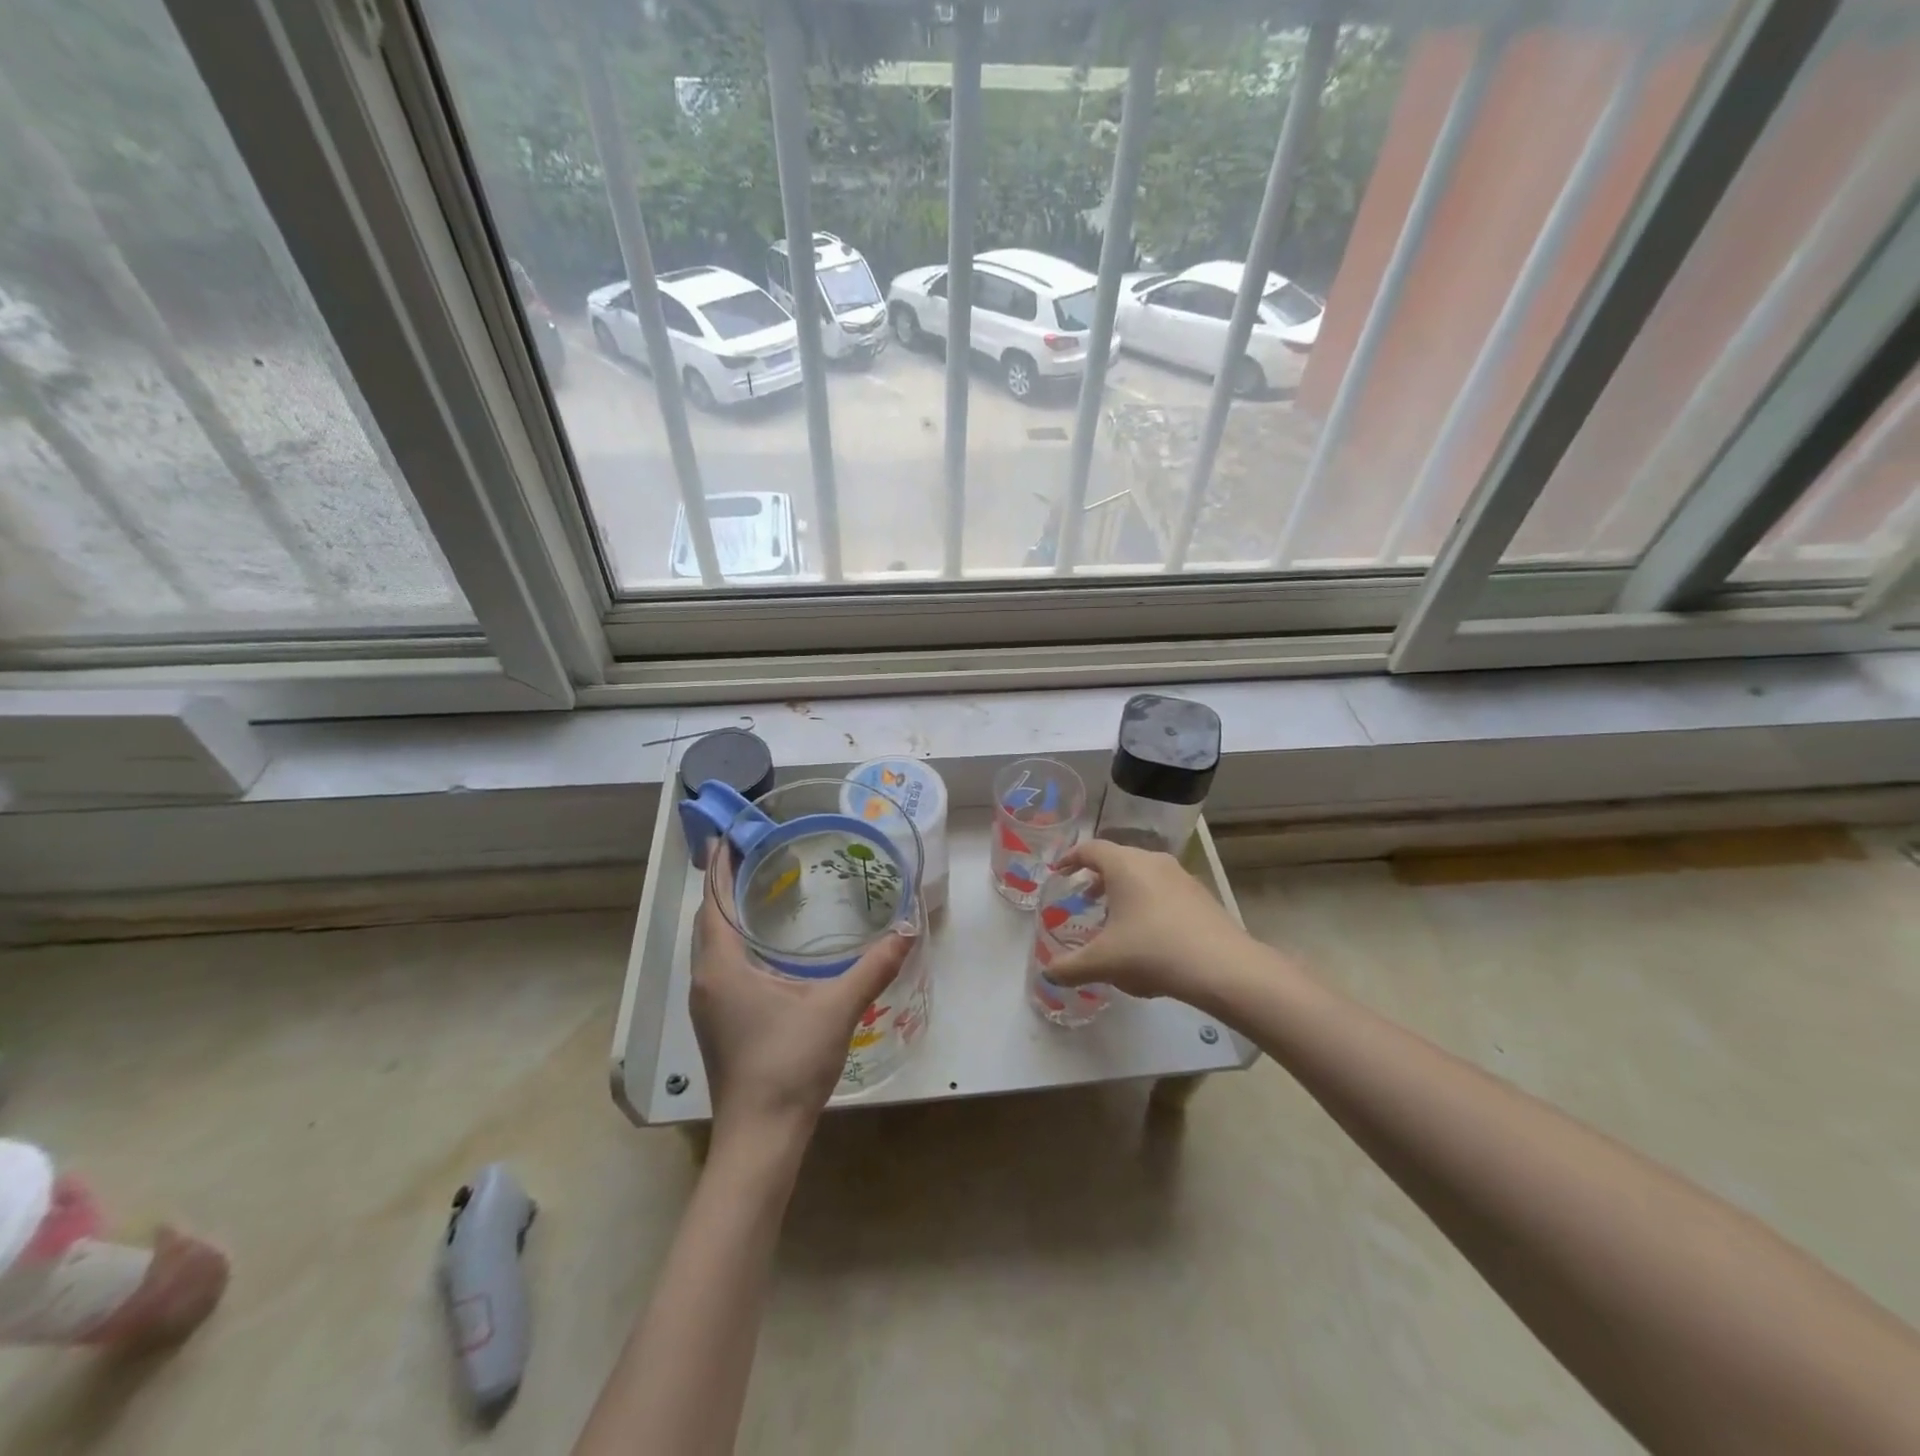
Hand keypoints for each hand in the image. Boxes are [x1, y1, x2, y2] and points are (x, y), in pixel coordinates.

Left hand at [690, 854, 915, 1144]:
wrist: (760, 1138)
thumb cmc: (789, 1064)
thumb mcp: (837, 1009)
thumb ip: (873, 967)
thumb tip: (907, 931)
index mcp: (722, 967)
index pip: (712, 901)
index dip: (717, 865)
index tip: (726, 833)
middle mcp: (706, 981)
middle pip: (708, 920)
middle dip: (723, 885)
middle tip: (753, 854)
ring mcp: (708, 1006)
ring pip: (712, 946)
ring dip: (726, 914)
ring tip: (757, 890)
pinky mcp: (718, 1024)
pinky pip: (720, 966)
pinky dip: (733, 942)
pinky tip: (763, 947)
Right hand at [1044, 838, 1246, 1001]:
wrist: (1222, 967)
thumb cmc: (1152, 951)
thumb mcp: (1103, 962)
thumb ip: (1069, 967)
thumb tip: (1047, 974)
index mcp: (1125, 865)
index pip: (1090, 849)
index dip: (1070, 858)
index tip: (1058, 872)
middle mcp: (1153, 861)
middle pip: (1118, 859)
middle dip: (1097, 877)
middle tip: (1084, 899)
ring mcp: (1181, 876)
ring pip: (1144, 874)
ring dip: (1125, 891)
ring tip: (1115, 919)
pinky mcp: (1200, 895)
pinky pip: (1164, 890)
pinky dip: (1148, 902)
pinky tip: (1148, 935)